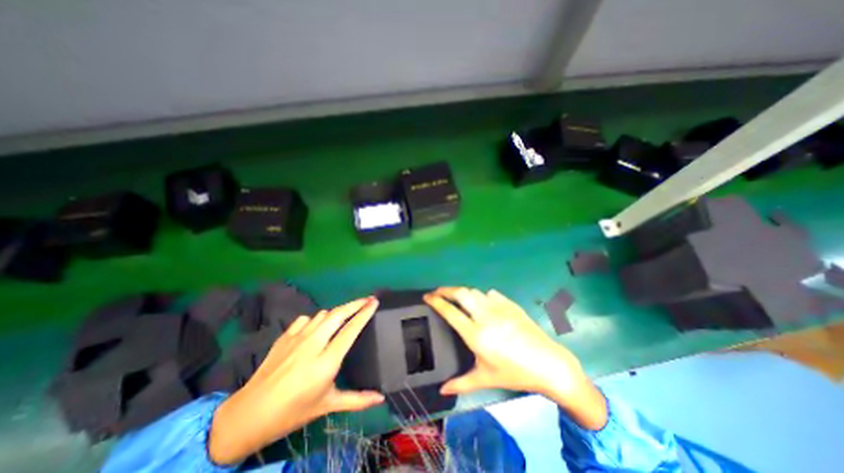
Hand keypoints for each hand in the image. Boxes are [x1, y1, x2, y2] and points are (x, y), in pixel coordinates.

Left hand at [209, 297, 384, 462]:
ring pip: (323, 314)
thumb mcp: (327, 406)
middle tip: (368, 299)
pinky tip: (317, 327)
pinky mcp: (284, 337)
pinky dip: (316, 319)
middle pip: (338, 314)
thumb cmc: (292, 412)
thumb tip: (381, 398)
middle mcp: (313, 344)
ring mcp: (297, 338)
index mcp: (326, 361)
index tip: (374, 302)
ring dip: (337, 312)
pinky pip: (305, 319)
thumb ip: (357, 400)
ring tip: (346, 315)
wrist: (248, 415)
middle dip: (355, 304)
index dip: (364, 313)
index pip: (351, 330)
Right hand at [429, 286, 606, 429]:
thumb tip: (442, 391)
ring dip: (463, 292)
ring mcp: (499, 307)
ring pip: (474, 291)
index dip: (436, 301)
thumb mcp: (485, 379)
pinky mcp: (510, 304)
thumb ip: (461, 383)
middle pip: (461, 293)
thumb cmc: (514, 373)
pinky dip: (481, 295)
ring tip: (457, 297)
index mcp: (476, 334)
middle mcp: (485, 316)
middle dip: (446, 290)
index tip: (427, 296)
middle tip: (437, 291)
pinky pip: (490, 294)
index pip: (450, 311)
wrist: (549, 364)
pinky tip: (482, 303)